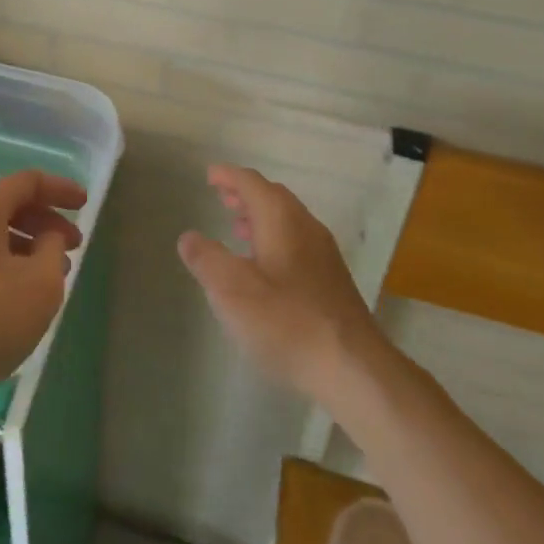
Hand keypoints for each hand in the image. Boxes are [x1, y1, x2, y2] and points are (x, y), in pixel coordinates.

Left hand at [0, 170, 85, 418]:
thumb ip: (53, 250)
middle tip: (73, 246)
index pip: (27, 182)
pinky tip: (15, 294)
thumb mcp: (40, 285)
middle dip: (44, 222)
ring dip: (23, 246)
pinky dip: (0, 262)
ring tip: (49, 275)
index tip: (85, 204)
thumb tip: (46, 238)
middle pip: (6, 206)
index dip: (61, 190)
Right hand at [178, 164, 383, 402]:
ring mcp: (324, 255)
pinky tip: (265, 267)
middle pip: (274, 197)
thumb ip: (206, 259)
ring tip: (238, 228)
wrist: (354, 369)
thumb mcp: (231, 290)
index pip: (252, 183)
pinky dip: (275, 239)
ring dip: (261, 217)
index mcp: (281, 220)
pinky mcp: (332, 281)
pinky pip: (298, 242)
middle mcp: (306, 228)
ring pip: (288, 221)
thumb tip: (189, 237)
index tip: (209, 175)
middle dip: (246, 194)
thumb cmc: (286, 322)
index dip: (228, 176)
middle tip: (222, 197)